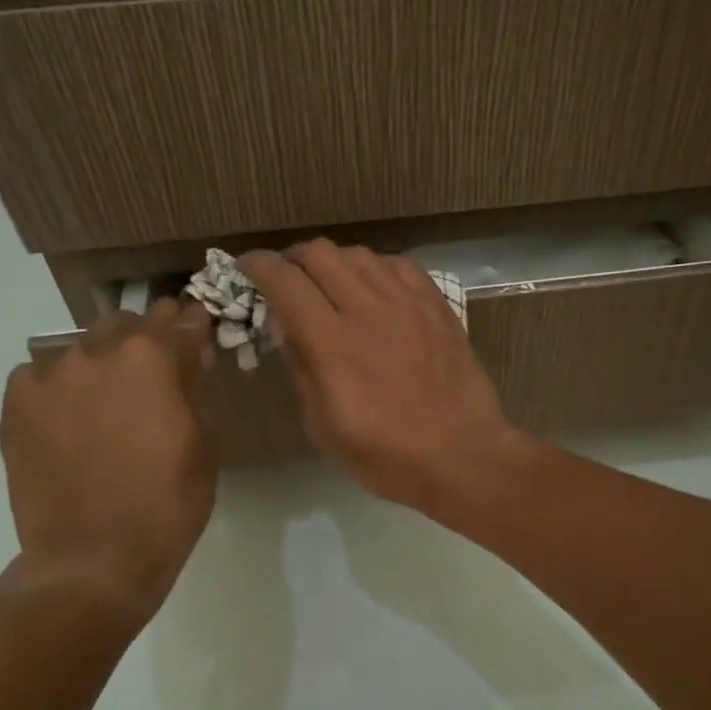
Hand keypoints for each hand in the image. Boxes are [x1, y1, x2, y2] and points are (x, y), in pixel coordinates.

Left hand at [0, 299, 217, 623]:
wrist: (92, 560)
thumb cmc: (167, 504)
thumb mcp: (204, 443)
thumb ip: (197, 389)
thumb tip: (192, 357)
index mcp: (153, 357)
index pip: (184, 321)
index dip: (198, 328)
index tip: (202, 339)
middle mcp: (99, 352)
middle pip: (130, 323)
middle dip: (150, 339)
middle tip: (159, 372)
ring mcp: (52, 375)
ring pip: (85, 345)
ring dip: (105, 361)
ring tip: (111, 398)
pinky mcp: (17, 404)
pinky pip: (42, 374)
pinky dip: (61, 385)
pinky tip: (70, 416)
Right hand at [241, 241, 528, 514]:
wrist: (463, 456)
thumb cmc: (387, 455)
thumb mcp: (323, 427)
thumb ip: (300, 368)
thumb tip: (284, 325)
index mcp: (332, 344)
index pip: (285, 281)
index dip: (258, 266)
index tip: (247, 267)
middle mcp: (368, 309)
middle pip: (320, 253)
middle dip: (293, 258)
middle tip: (288, 279)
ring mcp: (408, 303)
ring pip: (359, 253)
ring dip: (334, 262)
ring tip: (331, 285)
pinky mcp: (437, 305)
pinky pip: (399, 264)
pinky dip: (376, 268)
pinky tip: (375, 288)